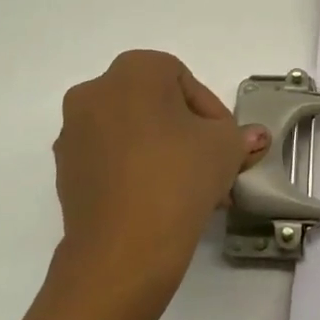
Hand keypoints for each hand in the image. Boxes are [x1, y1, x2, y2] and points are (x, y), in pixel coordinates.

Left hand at [47, 50, 267, 319]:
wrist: (123, 249)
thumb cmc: (178, 176)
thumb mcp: (226, 148)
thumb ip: (240, 134)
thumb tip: (254, 137)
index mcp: (133, 70)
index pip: (183, 79)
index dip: (212, 111)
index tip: (226, 143)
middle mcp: (95, 91)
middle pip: (155, 105)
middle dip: (188, 134)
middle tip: (214, 165)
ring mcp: (73, 132)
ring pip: (133, 133)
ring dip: (163, 153)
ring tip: (193, 189)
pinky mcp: (65, 171)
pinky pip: (111, 159)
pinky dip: (136, 171)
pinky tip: (162, 201)